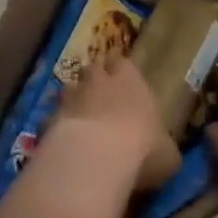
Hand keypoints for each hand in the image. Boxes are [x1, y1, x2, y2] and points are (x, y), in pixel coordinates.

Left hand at [52, 54, 178, 189]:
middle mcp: (99, 81)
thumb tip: (164, 151)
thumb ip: (163, 146)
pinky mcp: (49, 118)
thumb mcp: (168, 155)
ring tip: (79, 115)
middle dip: (95, 79)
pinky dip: (58, 124)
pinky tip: (63, 140)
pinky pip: (53, 116)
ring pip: (69, 88)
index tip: (121, 76)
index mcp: (131, 80)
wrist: (96, 156)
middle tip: (99, 94)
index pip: (122, 62)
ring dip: (74, 98)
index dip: (120, 69)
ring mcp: (71, 98)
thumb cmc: (143, 148)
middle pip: (93, 69)